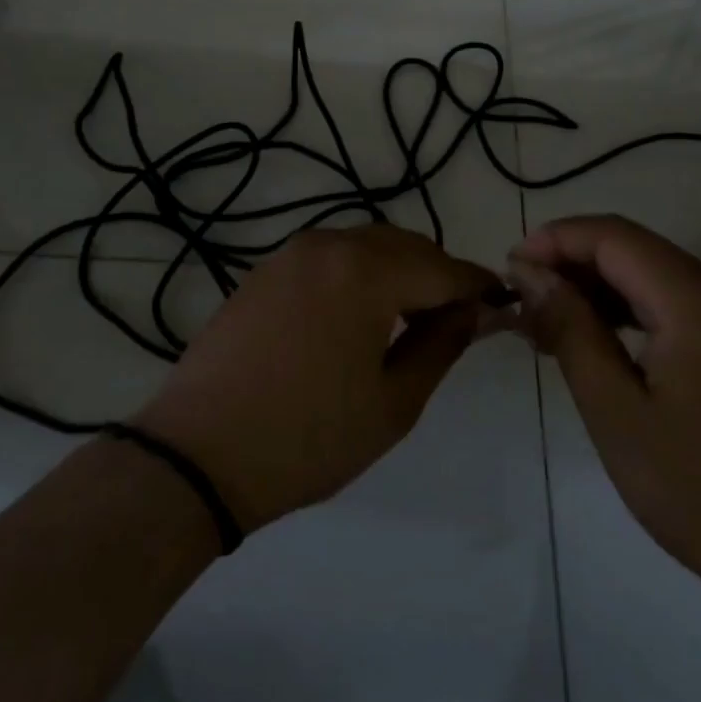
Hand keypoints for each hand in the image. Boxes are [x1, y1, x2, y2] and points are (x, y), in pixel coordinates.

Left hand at [136, 224, 502, 534]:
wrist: (197, 455)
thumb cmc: (307, 438)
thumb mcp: (393, 403)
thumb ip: (441, 345)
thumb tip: (472, 311)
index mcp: (367, 272)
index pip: (444, 269)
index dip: (478, 287)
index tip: (502, 305)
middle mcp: (329, 246)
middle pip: (406, 246)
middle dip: (438, 277)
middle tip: (453, 323)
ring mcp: (290, 255)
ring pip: (367, 247)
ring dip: (398, 273)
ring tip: (405, 323)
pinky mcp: (264, 272)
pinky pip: (330, 259)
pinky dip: (358, 276)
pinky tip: (355, 318)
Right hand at [509, 215, 700, 619]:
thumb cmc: (697, 490)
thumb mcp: (615, 410)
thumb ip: (570, 329)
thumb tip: (530, 272)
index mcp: (695, 300)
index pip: (612, 236)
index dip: (554, 240)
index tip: (507, 270)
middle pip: (633, 250)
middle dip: (570, 265)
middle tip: (520, 305)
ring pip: (652, 277)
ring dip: (596, 291)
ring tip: (545, 328)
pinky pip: (674, 306)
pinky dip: (628, 313)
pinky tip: (595, 344)